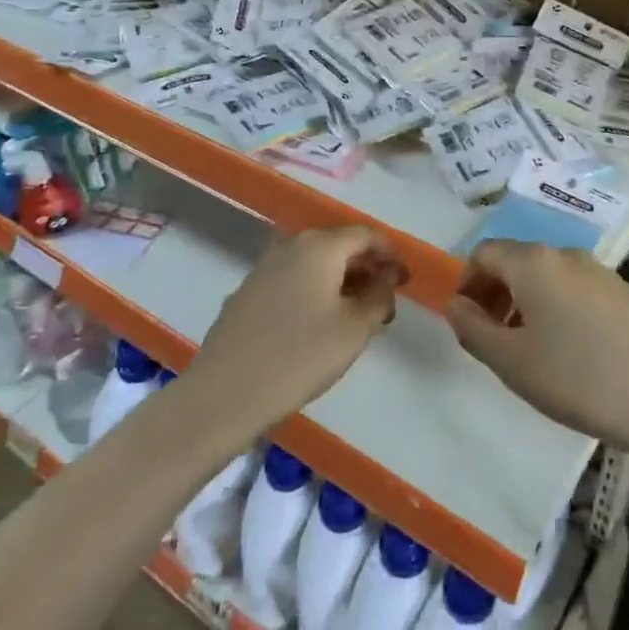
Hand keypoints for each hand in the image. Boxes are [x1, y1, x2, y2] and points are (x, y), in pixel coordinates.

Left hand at [185, 227, 404, 427]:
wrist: (224, 394)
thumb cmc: (300, 357)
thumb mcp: (354, 330)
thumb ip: (379, 296)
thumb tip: (387, 276)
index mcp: (320, 246)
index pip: (367, 235)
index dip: (391, 256)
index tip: (405, 283)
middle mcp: (291, 246)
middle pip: (340, 246)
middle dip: (367, 270)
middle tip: (384, 305)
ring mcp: (264, 268)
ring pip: (315, 264)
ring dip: (341, 283)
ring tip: (356, 318)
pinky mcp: (247, 292)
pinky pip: (292, 280)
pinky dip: (314, 292)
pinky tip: (318, 325)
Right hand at [445, 241, 628, 459]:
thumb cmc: (579, 379)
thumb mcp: (512, 362)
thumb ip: (473, 328)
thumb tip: (456, 304)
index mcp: (533, 262)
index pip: (484, 253)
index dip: (468, 284)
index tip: (469, 324)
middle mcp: (565, 253)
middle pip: (515, 260)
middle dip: (496, 294)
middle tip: (494, 340)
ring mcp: (599, 269)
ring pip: (546, 276)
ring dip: (526, 303)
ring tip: (532, 351)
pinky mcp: (624, 290)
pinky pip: (575, 288)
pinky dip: (557, 308)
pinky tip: (572, 353)